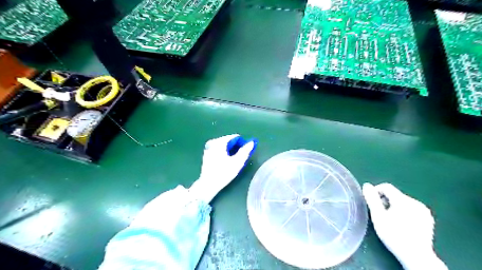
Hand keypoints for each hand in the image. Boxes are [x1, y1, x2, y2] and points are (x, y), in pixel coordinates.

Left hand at [188, 134, 254, 202]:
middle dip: (236, 146)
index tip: (246, 151)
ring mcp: (208, 148)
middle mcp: (213, 142)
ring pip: (223, 145)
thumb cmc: (224, 173)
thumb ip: (245, 151)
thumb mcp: (237, 162)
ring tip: (234, 159)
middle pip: (228, 140)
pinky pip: (218, 149)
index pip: (234, 137)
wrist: (208, 184)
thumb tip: (251, 142)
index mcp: (220, 142)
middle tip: (241, 156)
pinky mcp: (206, 154)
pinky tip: (226, 161)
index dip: (242, 143)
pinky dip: (223, 152)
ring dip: (230, 149)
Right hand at [361, 183, 447, 268]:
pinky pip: (412, 209)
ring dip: (394, 207)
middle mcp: (415, 202)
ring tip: (390, 220)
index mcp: (403, 200)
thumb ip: (372, 199)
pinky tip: (402, 224)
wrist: (416, 256)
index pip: (386, 187)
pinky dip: (404, 212)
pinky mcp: (428, 219)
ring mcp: (423, 211)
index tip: (371, 202)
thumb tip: (367, 185)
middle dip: (385, 201)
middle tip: (380, 214)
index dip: (376, 191)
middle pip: (395, 195)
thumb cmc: (393, 235)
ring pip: (403, 202)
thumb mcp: (378, 216)